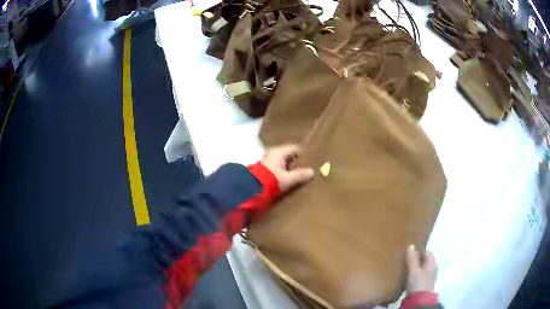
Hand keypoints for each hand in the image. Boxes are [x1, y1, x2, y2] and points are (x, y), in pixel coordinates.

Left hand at [261, 144, 314, 192]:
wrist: (251, 187)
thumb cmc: (271, 180)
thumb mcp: (288, 179)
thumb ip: (300, 175)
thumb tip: (312, 171)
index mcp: (279, 152)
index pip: (295, 148)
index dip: (303, 154)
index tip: (310, 160)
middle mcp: (273, 153)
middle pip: (288, 154)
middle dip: (296, 161)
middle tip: (305, 167)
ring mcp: (267, 160)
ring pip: (282, 160)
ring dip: (288, 166)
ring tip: (297, 174)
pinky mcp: (264, 168)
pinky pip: (277, 166)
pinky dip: (282, 170)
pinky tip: (286, 177)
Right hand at [406, 245, 437, 293]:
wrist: (419, 300)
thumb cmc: (418, 282)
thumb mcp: (413, 270)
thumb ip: (412, 258)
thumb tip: (411, 245)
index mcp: (432, 262)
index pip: (427, 252)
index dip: (420, 250)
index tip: (411, 251)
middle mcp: (433, 268)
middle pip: (425, 261)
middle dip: (418, 259)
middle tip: (407, 259)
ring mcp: (429, 277)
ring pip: (423, 269)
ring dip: (416, 267)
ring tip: (406, 268)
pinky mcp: (424, 285)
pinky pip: (420, 276)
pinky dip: (416, 275)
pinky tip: (409, 277)